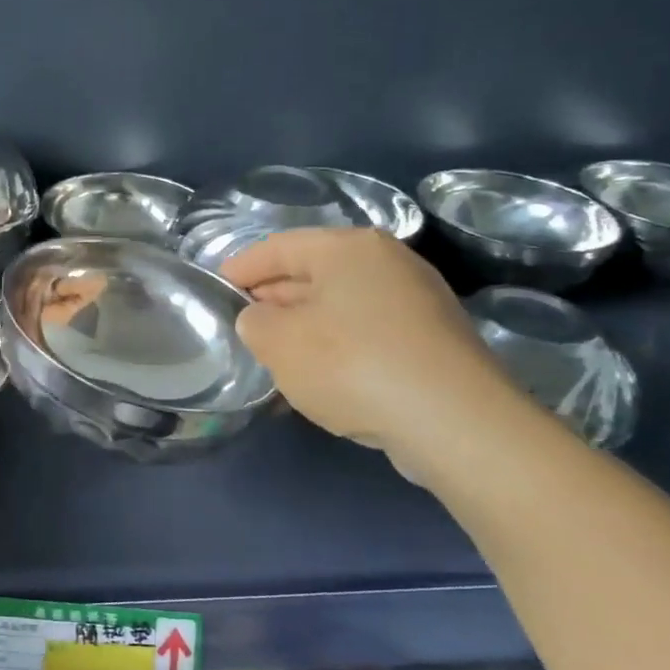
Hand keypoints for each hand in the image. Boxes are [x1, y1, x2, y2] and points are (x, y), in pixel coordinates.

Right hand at [221, 229, 527, 471]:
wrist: (455, 423)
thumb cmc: (351, 364)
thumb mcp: (277, 341)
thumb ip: (253, 322)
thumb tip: (261, 319)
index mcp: (348, 247)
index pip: (277, 247)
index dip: (240, 268)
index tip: (214, 289)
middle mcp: (387, 262)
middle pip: (312, 273)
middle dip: (272, 298)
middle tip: (241, 325)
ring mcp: (417, 301)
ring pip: (340, 306)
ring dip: (304, 327)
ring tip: (273, 356)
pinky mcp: (433, 342)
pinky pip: (367, 334)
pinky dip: (337, 348)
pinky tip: (318, 378)